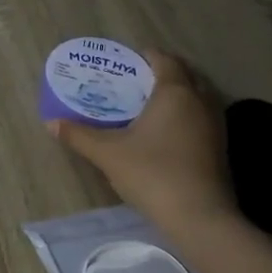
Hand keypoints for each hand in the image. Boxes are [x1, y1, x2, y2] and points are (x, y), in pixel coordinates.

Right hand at [48, 51, 238, 231]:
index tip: (126, 61)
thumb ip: (79, 135)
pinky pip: (201, 116)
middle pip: (185, 74)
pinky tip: (164, 132)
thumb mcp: (107, 153)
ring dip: (177, 94)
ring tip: (147, 105)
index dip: (145, 56)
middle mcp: (200, 101)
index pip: (164, 60)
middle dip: (162, 73)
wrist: (198, 216)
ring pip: (197, 96)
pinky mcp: (220, 146)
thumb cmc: (151, 173)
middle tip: (134, 82)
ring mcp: (215, 124)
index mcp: (174, 92)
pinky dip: (185, 114)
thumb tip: (51, 123)